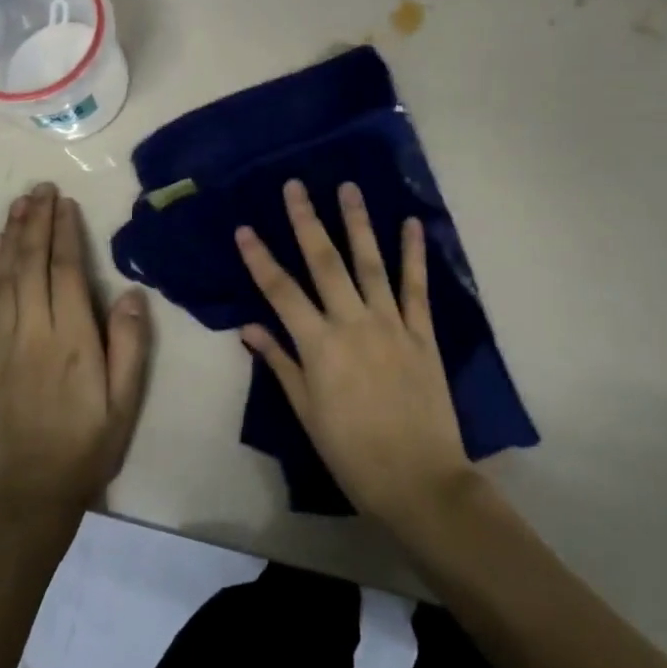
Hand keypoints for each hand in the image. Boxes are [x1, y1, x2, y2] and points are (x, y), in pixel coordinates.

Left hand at [0, 183, 150, 531]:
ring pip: (6, 277)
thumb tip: (133, 293)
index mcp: (72, 340)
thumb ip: (130, 346)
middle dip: (35, 222)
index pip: (67, 272)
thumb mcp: (124, 403)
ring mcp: (5, 343)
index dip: (65, 233)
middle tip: (39, 188)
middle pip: (32, 264)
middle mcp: (34, 332)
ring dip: (11, 237)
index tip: (64, 202)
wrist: (28, 497)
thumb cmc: (86, 448)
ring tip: (18, 204)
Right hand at [236, 179, 473, 530]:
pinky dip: (413, 254)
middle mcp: (352, 323)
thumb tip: (249, 327)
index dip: (260, 258)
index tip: (244, 229)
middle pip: (324, 263)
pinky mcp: (422, 333)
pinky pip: (416, 286)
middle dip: (306, 221)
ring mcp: (390, 324)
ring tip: (348, 187)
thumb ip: (281, 364)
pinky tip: (412, 224)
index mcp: (319, 346)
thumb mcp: (307, 414)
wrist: (420, 482)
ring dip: (357, 222)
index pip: (280, 291)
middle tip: (295, 186)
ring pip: (370, 263)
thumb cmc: (353, 454)